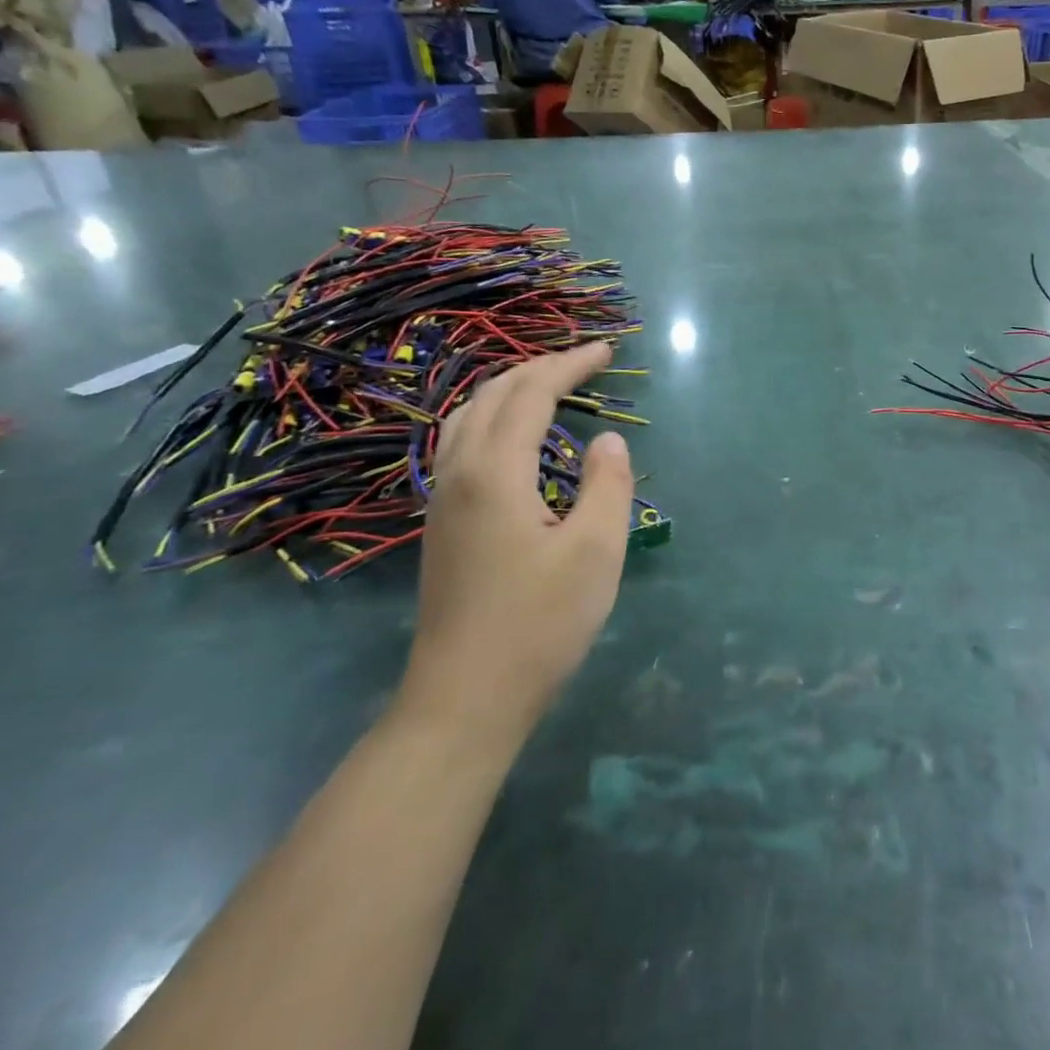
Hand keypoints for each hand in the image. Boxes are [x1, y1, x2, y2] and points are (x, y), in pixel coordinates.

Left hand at [399, 341, 635, 746]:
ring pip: (468, 418)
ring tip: (550, 387)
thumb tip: (607, 442)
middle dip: (540, 368)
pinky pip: (461, 444)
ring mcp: (443, 499)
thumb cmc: (539, 624)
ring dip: (510, 390)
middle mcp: (458, 473)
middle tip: (585, 362)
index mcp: (495, 472)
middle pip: (493, 395)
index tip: (608, 350)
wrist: (465, 699)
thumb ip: (607, 486)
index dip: (570, 365)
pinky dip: (493, 419)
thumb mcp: (594, 552)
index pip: (531, 394)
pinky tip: (513, 439)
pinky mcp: (442, 524)